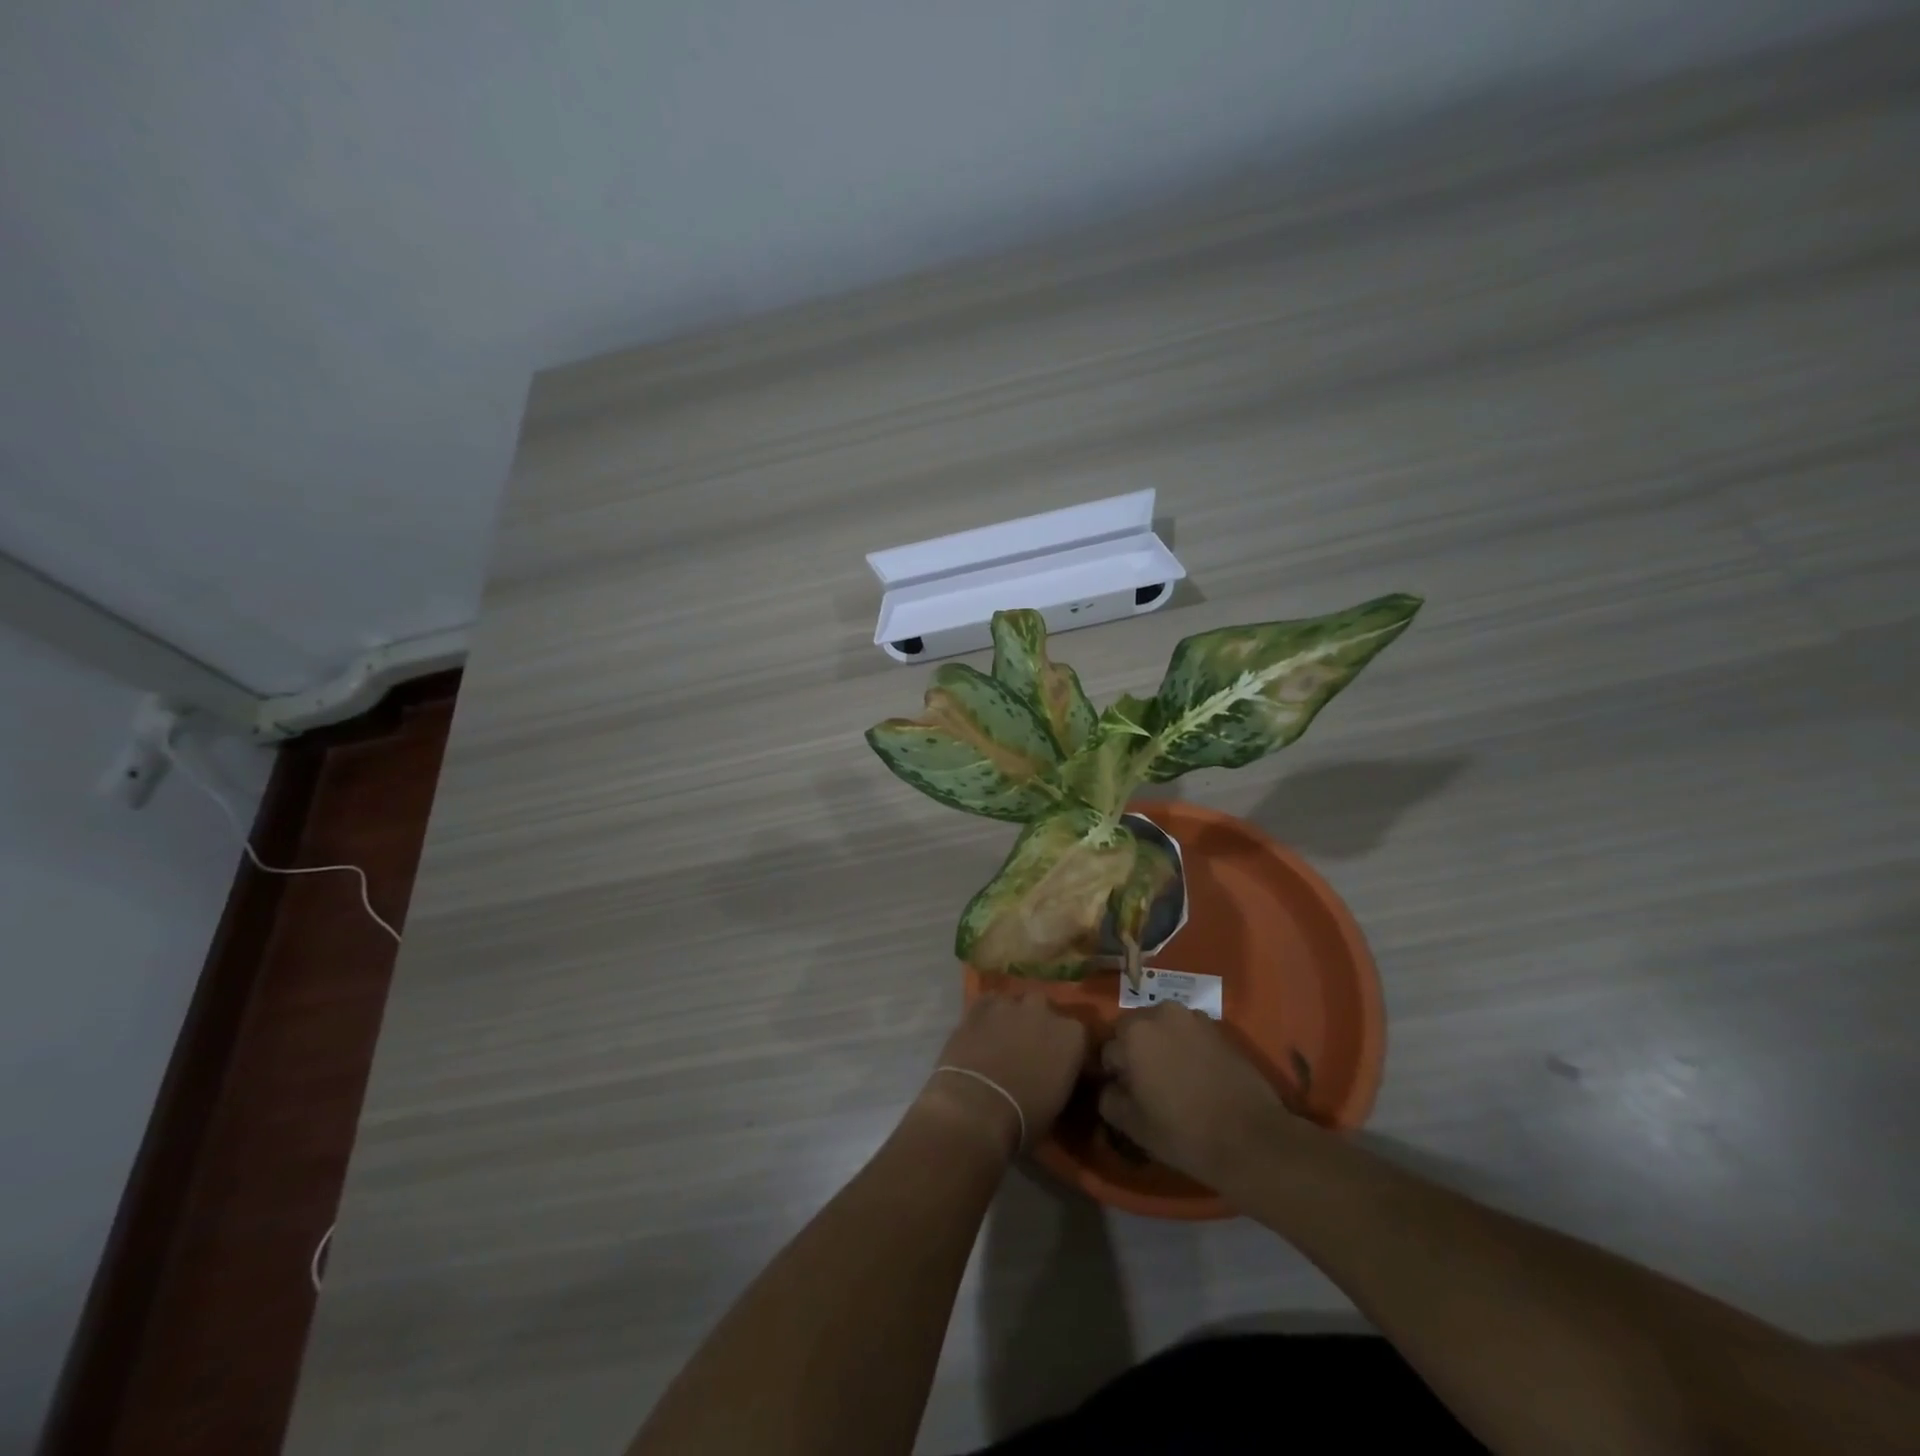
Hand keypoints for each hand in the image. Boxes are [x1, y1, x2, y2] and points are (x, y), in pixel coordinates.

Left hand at [916, 995, 1090, 1156]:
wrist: (976, 1108)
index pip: (1077, 1035)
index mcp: (1072, 1035)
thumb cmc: (1024, 1118)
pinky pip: (988, 1003)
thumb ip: (1061, 1076)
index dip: (1065, 1049)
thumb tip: (1055, 1075)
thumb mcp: (1058, 1103)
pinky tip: (982, 1031)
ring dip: (1012, 1017)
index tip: (1058, 1064)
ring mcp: (1010, 1004)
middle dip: (1039, 1024)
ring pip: (1015, 1003)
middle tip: (1028, 1048)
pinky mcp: (979, 1006)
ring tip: (1002, 1039)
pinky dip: (987, 1014)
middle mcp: (1044, 1010)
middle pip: (1045, 1010)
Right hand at [1099, 1003, 1296, 1187]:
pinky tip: (1197, 1077)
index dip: (1114, 1076)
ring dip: (1161, 1046)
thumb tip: (1109, 1087)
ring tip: (1174, 1080)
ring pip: (1162, 1028)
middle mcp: (1160, 1013)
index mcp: (1133, 1033)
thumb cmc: (1184, 1132)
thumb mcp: (1133, 1125)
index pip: (1108, 1051)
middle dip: (1135, 1053)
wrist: (1252, 1139)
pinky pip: (1188, 1033)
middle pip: (1134, 1031)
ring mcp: (1193, 1017)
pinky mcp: (1218, 1028)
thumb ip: (1108, 1099)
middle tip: (1148, 1088)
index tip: (1128, 1097)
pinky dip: (1186, 1047)